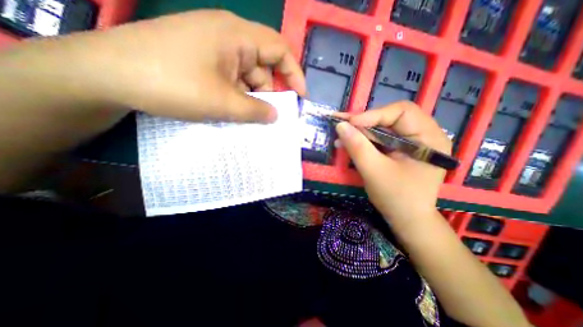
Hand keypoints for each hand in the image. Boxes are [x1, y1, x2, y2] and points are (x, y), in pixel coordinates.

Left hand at [25, 9, 304, 123]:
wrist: (109, 75)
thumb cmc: (173, 84)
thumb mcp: (223, 102)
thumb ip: (255, 110)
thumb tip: (276, 116)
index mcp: (237, 36)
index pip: (279, 50)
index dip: (294, 73)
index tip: (300, 96)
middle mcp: (228, 36)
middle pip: (261, 67)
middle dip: (267, 93)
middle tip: (266, 117)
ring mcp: (213, 48)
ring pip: (245, 76)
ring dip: (249, 98)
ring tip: (244, 117)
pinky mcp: (202, 60)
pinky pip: (230, 79)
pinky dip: (236, 96)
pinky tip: (230, 110)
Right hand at [335, 103, 452, 228]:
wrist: (407, 220)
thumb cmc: (396, 198)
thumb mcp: (374, 171)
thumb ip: (358, 147)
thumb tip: (340, 125)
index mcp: (429, 138)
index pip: (401, 112)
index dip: (373, 115)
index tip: (349, 123)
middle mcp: (424, 135)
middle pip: (390, 118)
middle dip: (364, 122)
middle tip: (341, 126)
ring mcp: (412, 142)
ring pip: (382, 128)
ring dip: (360, 132)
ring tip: (341, 136)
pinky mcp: (400, 150)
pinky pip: (380, 139)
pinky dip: (364, 140)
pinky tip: (349, 143)